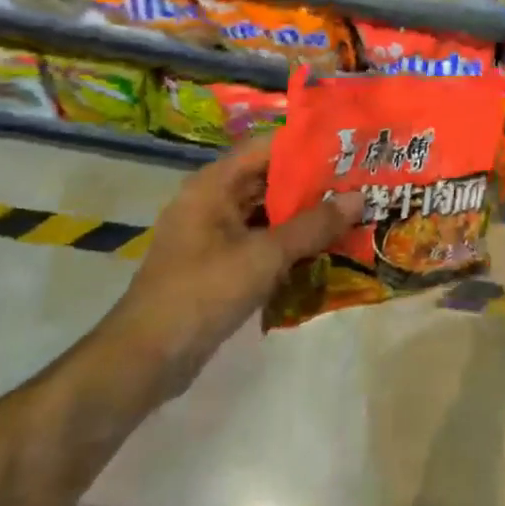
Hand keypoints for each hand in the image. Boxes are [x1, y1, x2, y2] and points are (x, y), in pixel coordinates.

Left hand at [99, 134, 360, 400]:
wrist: (144, 360)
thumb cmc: (202, 293)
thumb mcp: (265, 256)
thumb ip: (313, 226)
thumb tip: (360, 198)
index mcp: (214, 184)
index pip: (268, 147)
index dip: (308, 145)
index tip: (349, 147)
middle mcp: (212, 201)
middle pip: (270, 179)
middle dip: (314, 182)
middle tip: (360, 181)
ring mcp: (214, 234)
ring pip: (268, 212)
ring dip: (304, 215)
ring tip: (351, 211)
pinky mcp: (218, 264)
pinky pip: (261, 240)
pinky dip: (290, 241)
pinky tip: (325, 248)